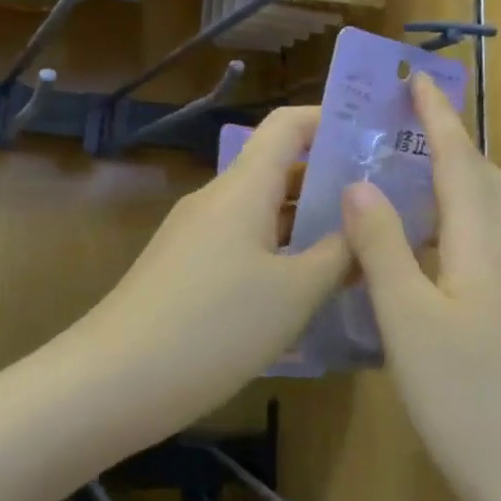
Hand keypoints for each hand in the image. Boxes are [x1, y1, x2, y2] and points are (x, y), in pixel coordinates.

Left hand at [77, 106, 349, 429]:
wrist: (114, 381)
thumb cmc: (214, 327)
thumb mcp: (294, 294)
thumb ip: (338, 254)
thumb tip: (365, 225)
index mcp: (243, 188)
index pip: (287, 125)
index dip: (330, 120)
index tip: (375, 137)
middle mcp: (217, 199)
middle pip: (279, 169)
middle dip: (331, 181)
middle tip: (386, 205)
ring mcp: (197, 235)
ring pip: (262, 212)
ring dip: (307, 223)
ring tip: (360, 248)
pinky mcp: (186, 269)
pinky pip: (243, 244)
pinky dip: (280, 252)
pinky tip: (309, 288)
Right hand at [340, 75, 500, 500]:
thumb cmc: (467, 400)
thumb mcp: (409, 321)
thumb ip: (383, 247)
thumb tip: (358, 183)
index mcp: (484, 247)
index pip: (459, 162)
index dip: (438, 118)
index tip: (417, 79)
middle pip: (487, 180)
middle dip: (454, 141)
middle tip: (412, 122)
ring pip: (494, 214)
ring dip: (461, 179)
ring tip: (418, 171)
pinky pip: (491, 245)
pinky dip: (463, 221)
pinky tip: (435, 246)